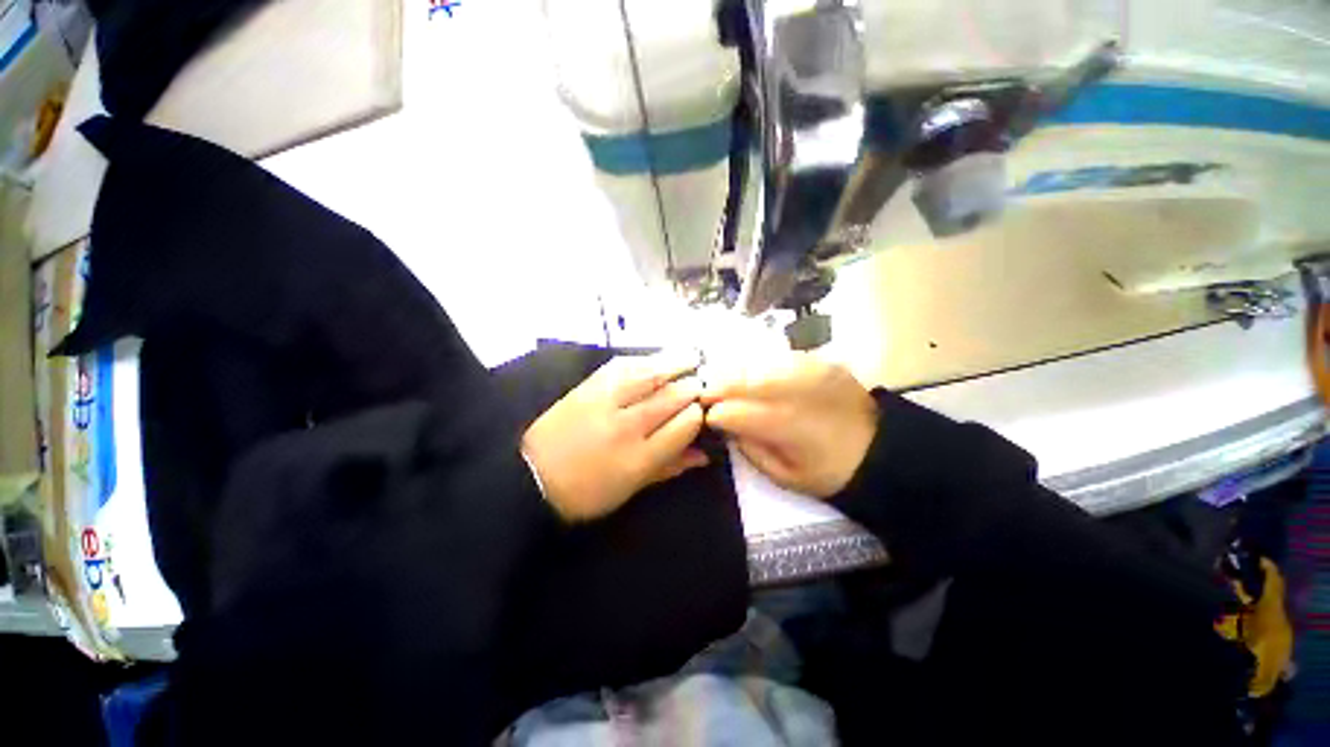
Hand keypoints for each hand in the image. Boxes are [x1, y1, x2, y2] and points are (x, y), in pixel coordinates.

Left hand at [522, 352, 708, 521]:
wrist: (531, 475)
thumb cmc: (587, 492)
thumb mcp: (631, 489)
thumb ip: (669, 467)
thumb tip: (703, 454)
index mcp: (639, 459)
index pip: (683, 426)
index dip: (698, 414)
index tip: (703, 409)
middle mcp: (626, 426)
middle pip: (671, 397)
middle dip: (692, 386)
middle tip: (703, 381)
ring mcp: (605, 401)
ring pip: (650, 375)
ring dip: (675, 362)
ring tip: (692, 356)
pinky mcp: (588, 386)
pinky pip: (623, 366)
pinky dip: (645, 359)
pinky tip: (656, 358)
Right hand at [702, 352, 877, 497]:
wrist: (880, 450)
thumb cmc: (829, 470)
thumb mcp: (784, 475)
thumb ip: (749, 449)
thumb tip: (727, 426)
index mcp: (781, 422)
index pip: (729, 411)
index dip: (712, 414)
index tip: (707, 419)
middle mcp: (789, 388)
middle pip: (736, 379)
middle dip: (715, 387)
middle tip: (706, 395)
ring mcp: (805, 368)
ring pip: (753, 363)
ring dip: (734, 373)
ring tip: (726, 384)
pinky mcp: (818, 360)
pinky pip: (775, 357)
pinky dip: (759, 366)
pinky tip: (756, 377)